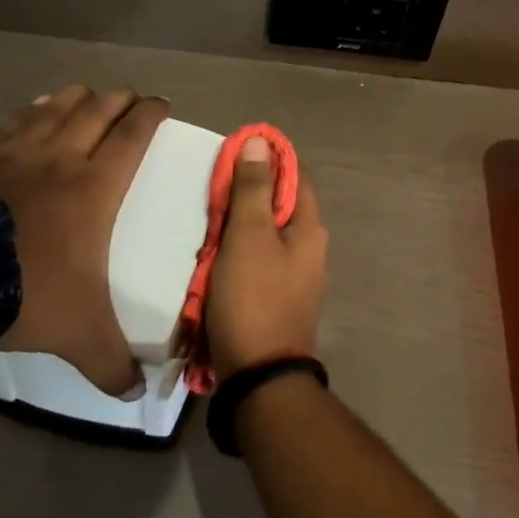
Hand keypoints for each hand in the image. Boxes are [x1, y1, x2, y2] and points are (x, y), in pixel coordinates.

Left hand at [0, 85, 167, 395]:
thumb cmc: (25, 290)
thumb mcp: (78, 333)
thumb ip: (110, 363)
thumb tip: (135, 395)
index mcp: (95, 186)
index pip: (133, 135)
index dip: (150, 113)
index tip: (162, 102)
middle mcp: (60, 157)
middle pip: (97, 110)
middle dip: (119, 99)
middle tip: (130, 98)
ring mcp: (14, 153)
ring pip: (55, 107)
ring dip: (76, 97)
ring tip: (85, 95)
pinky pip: (12, 122)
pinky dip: (30, 111)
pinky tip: (32, 111)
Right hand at [206, 136, 327, 376]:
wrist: (259, 376)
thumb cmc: (253, 298)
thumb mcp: (249, 236)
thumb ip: (253, 188)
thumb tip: (261, 141)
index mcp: (310, 227)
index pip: (295, 174)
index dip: (268, 157)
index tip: (235, 150)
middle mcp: (310, 247)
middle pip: (279, 203)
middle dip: (247, 193)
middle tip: (213, 192)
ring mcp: (295, 275)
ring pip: (265, 233)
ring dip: (238, 225)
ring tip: (208, 224)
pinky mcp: (277, 296)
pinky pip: (257, 260)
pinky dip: (236, 252)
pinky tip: (214, 258)